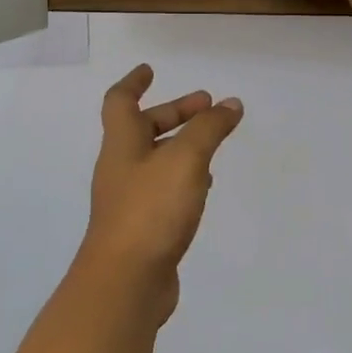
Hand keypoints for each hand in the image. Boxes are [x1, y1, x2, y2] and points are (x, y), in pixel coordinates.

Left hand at [79, 64, 243, 324]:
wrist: (125, 283)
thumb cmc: (150, 210)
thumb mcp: (185, 160)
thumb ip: (209, 129)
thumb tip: (230, 104)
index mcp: (122, 144)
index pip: (121, 101)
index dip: (134, 82)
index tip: (150, 69)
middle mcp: (121, 168)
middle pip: (143, 130)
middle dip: (174, 113)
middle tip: (208, 106)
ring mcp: (129, 200)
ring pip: (156, 161)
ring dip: (181, 146)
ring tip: (212, 144)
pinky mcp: (142, 229)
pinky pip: (162, 191)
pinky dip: (183, 179)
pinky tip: (203, 188)